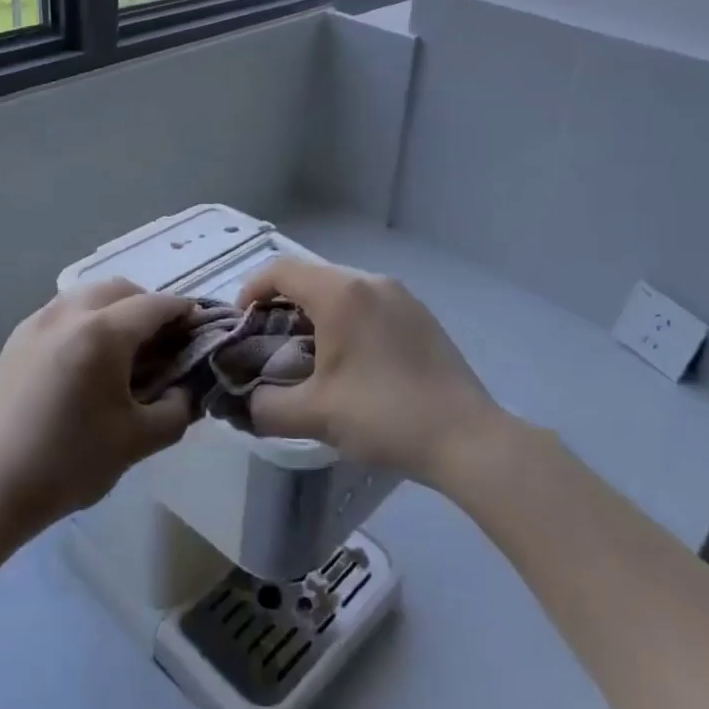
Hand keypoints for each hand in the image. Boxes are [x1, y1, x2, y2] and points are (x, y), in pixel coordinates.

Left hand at [0, 279, 195, 537]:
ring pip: (88, 295)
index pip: (156, 305)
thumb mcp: (138, 441)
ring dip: (116, 309)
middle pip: (121, 289)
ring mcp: (37, 322)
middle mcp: (69, 312)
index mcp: (103, 332)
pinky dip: (87, 320)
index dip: (184, 314)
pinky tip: (88, 361)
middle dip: (149, 307)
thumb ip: (177, 410)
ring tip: (126, 351)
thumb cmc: (68, 463)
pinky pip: (63, 312)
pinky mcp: (16, 339)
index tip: (200, 331)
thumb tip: (186, 391)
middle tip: (164, 343)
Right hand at [238, 258, 500, 487]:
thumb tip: (245, 402)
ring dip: (315, 312)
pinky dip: (346, 318)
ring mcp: (400, 295)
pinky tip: (352, 360)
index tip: (241, 324)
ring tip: (308, 354)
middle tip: (270, 343)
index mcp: (340, 293)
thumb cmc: (384, 416)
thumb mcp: (314, 415)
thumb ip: (265, 406)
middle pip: (311, 276)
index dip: (251, 290)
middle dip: (282, 304)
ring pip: (342, 289)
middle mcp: (370, 281)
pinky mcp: (420, 314)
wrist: (466, 437)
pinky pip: (369, 302)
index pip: (280, 270)